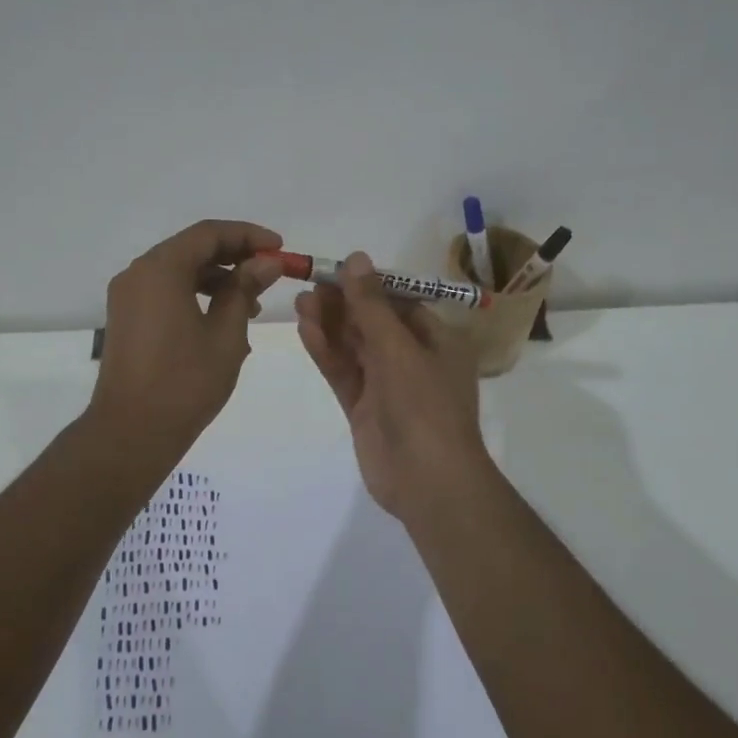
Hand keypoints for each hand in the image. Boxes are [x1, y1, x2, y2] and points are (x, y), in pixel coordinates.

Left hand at [89, 219, 284, 456]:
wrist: (132, 432)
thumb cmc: (185, 382)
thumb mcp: (226, 334)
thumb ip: (244, 289)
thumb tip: (266, 262)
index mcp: (160, 270)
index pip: (208, 234)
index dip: (248, 236)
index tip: (279, 248)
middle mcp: (138, 274)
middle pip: (191, 248)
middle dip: (234, 256)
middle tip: (270, 272)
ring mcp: (128, 297)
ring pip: (178, 270)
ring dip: (217, 278)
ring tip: (252, 303)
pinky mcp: (127, 318)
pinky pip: (165, 291)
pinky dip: (195, 294)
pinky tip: (223, 319)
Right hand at [294, 252, 492, 521]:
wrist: (428, 480)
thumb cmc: (424, 405)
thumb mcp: (398, 348)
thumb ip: (371, 305)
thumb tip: (356, 258)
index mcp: (438, 342)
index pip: (401, 304)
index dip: (369, 286)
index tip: (337, 270)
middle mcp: (413, 360)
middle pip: (373, 324)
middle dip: (343, 305)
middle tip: (310, 284)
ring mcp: (387, 386)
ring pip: (354, 348)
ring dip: (330, 325)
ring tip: (300, 302)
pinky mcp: (364, 408)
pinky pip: (344, 373)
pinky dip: (326, 352)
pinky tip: (305, 330)